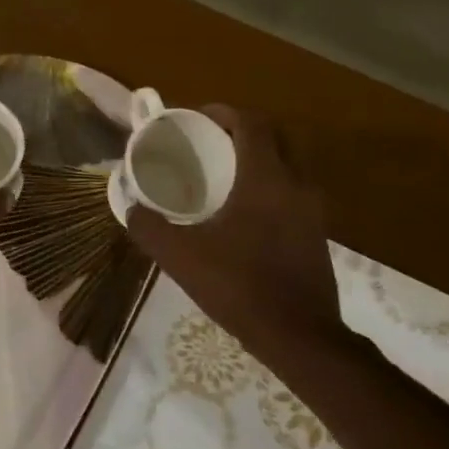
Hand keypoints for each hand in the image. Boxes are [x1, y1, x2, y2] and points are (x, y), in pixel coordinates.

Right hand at [123, 107, 348, 372]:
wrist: (299, 336)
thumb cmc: (240, 287)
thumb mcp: (182, 258)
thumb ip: (150, 228)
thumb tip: (130, 207)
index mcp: (266, 179)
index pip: (252, 124)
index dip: (224, 113)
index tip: (198, 118)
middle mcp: (296, 184)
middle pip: (276, 137)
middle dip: (243, 131)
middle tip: (210, 142)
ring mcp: (313, 210)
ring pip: (288, 164)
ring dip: (260, 158)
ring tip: (224, 174)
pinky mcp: (318, 233)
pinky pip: (293, 191)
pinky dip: (271, 185)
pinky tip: (245, 212)